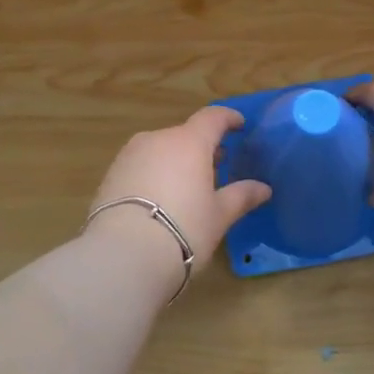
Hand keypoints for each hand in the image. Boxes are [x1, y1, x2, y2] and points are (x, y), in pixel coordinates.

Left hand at [86, 106, 271, 281]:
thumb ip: (241, 196)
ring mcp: (129, 155)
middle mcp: (157, 139)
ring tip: (187, 186)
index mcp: (189, 142)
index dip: (228, 118)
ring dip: (176, 161)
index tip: (238, 124)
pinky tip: (159, 200)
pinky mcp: (110, 175)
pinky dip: (154, 174)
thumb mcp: (218, 215)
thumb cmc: (183, 229)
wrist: (123, 255)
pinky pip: (140, 166)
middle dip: (202, 147)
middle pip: (184, 135)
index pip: (212, 118)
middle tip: (217, 166)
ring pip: (160, 150)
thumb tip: (263, 188)